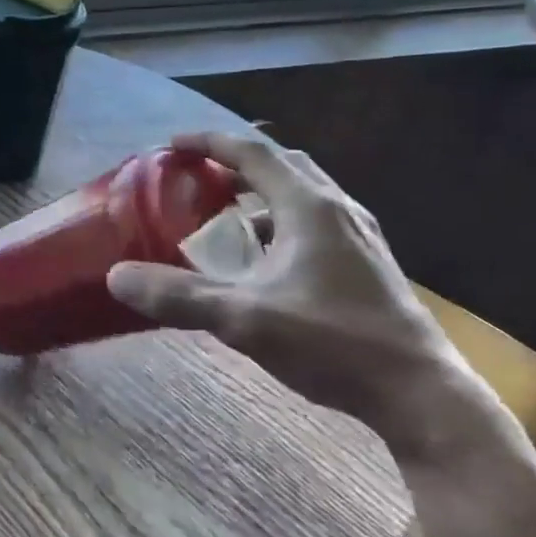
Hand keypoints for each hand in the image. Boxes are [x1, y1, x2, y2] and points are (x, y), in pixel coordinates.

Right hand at [106, 130, 503, 466]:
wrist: (420, 394)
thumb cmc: (333, 343)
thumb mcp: (244, 319)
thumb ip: (178, 296)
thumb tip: (115, 277)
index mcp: (309, 207)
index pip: (253, 152)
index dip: (209, 143)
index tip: (173, 144)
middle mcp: (337, 210)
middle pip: (283, 165)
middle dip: (238, 164)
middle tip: (200, 177)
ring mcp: (359, 237)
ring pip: (303, 195)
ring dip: (261, 196)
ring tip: (227, 221)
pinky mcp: (367, 264)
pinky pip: (315, 223)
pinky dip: (281, 224)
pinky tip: (266, 263)